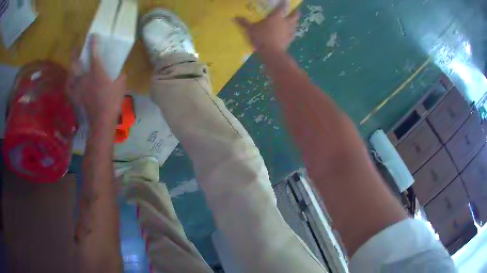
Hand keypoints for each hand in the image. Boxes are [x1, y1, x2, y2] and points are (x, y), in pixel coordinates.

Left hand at [68, 35, 127, 126]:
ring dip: (71, 69)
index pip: (93, 53)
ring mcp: (79, 88)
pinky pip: (69, 89)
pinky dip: (68, 84)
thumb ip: (121, 76)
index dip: (93, 43)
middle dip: (75, 54)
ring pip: (70, 75)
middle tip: (75, 48)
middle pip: (76, 63)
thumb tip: (122, 72)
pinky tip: (70, 82)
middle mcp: (84, 77)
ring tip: (72, 66)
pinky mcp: (76, 97)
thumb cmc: (111, 102)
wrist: (101, 120)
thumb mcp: (121, 86)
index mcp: (96, 72)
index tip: (92, 35)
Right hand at [235, 1, 299, 51]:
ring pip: (296, 24)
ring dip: (295, 21)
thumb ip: (243, 22)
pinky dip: (293, 31)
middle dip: (296, 12)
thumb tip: (234, 17)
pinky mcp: (290, 40)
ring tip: (293, 21)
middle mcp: (285, 22)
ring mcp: (289, 31)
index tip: (286, 0)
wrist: (271, 53)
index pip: (282, 7)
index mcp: (276, 17)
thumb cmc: (261, 38)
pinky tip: (291, 33)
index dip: (284, 2)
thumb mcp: (250, 29)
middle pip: (295, 15)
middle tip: (295, 11)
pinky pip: (294, 33)